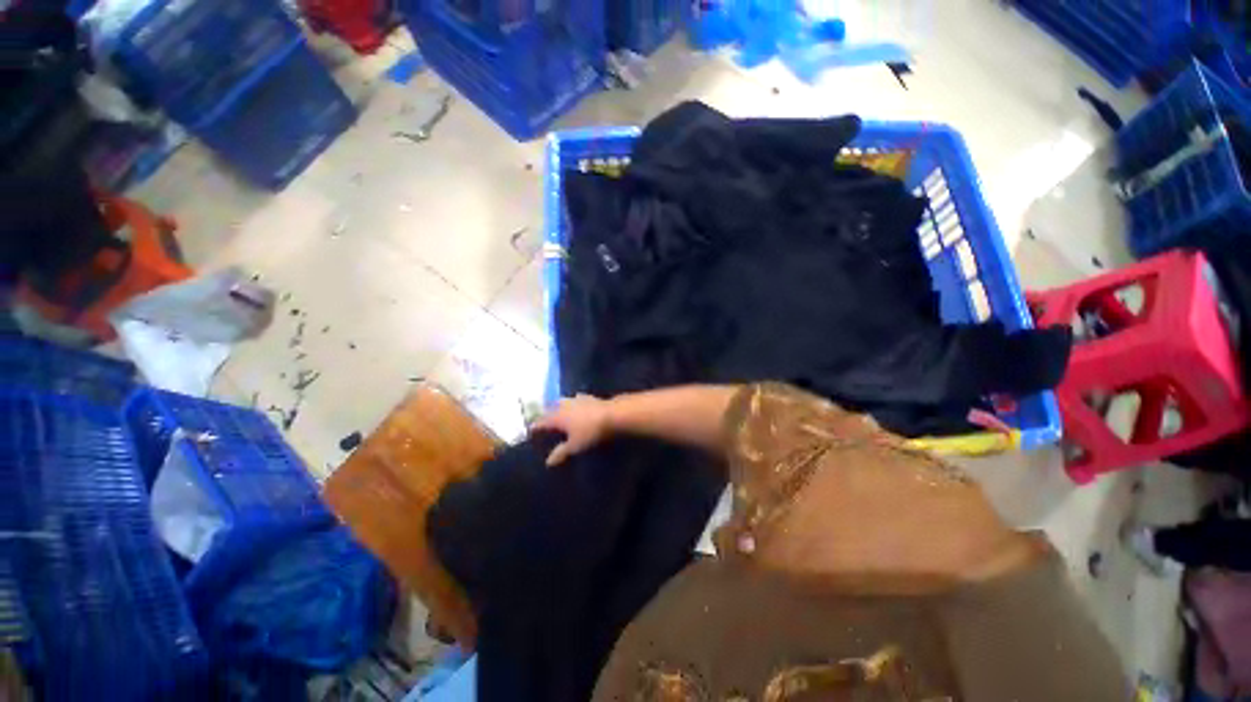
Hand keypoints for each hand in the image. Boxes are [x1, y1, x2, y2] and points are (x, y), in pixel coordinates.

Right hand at [530, 394, 612, 466]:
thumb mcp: (575, 445)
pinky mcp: (588, 397)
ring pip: (562, 401)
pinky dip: (574, 404)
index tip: (530, 430)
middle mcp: (563, 405)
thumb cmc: (590, 431)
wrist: (611, 415)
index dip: (535, 427)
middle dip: (546, 414)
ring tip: (559, 412)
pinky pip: (576, 399)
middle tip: (544, 422)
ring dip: (559, 406)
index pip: (541, 422)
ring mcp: (576, 399)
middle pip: (550, 408)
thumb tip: (548, 462)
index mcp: (557, 417)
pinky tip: (577, 406)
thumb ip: (561, 452)